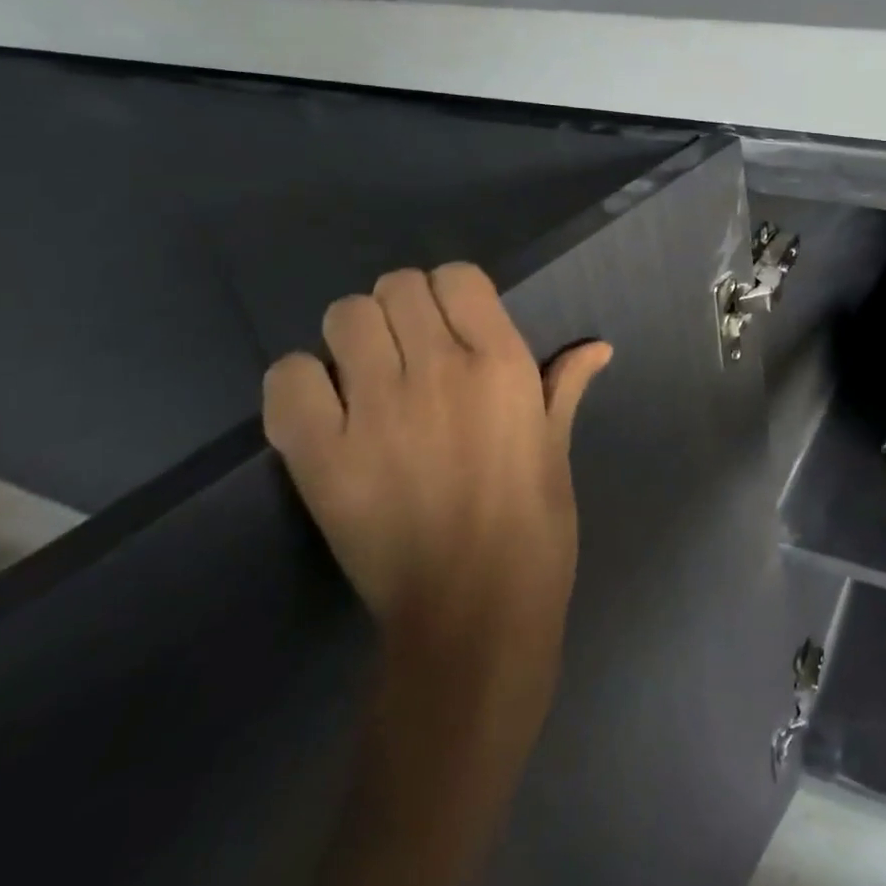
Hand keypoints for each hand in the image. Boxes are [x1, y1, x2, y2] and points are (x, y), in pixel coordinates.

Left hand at [262, 263, 612, 660]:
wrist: (475, 610)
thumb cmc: (535, 524)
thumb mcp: (556, 445)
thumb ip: (565, 384)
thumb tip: (598, 347)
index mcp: (501, 363)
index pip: (456, 275)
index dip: (452, 293)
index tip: (457, 323)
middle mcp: (437, 369)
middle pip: (395, 286)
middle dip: (404, 308)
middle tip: (413, 350)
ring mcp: (374, 410)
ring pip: (344, 317)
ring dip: (356, 337)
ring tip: (369, 376)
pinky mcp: (320, 455)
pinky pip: (288, 378)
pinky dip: (303, 383)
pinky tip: (329, 410)